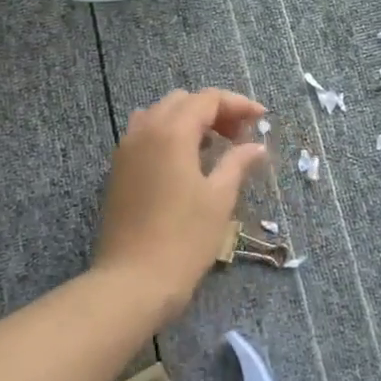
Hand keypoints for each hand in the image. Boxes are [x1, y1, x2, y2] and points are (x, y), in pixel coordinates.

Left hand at [94, 88, 267, 324]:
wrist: (133, 282)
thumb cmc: (184, 239)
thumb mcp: (219, 198)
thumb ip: (238, 163)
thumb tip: (255, 146)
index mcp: (171, 132)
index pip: (208, 99)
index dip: (238, 104)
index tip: (262, 118)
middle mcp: (145, 131)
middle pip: (182, 101)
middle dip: (214, 110)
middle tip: (240, 134)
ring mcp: (126, 150)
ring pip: (160, 115)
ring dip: (189, 120)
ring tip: (213, 145)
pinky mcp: (118, 171)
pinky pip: (145, 135)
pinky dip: (169, 135)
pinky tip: (186, 162)